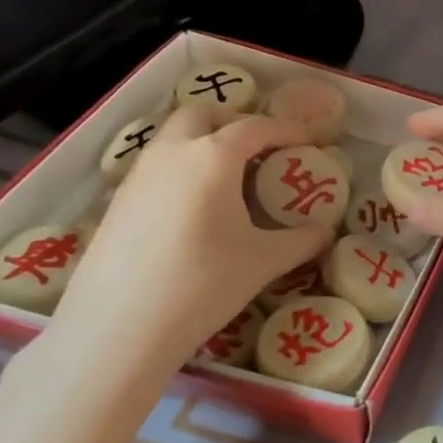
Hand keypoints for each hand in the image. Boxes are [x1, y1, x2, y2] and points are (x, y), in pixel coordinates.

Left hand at [49, 109, 330, 379]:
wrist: (118, 329)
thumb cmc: (202, 284)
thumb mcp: (263, 262)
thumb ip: (300, 241)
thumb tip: (325, 233)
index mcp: (213, 157)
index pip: (256, 127)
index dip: (286, 130)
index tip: (308, 141)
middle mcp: (172, 152)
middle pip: (203, 114)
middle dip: (234, 122)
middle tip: (260, 149)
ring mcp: (138, 175)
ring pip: (173, 137)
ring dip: (203, 142)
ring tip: (229, 178)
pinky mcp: (117, 201)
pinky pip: (156, 166)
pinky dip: (181, 168)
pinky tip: (194, 208)